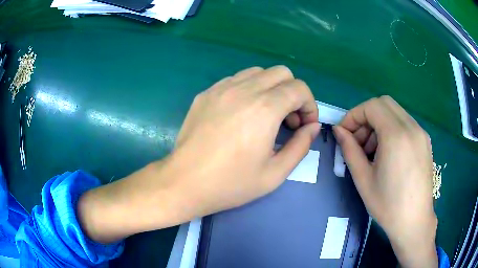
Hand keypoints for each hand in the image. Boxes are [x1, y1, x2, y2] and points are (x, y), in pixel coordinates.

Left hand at [171, 65, 319, 216]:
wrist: (184, 182)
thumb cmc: (230, 184)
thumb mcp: (275, 174)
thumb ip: (301, 147)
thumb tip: (312, 127)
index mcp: (264, 109)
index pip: (299, 88)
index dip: (309, 105)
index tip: (304, 125)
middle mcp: (244, 90)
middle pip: (281, 73)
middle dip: (293, 92)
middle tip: (287, 119)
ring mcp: (221, 88)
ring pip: (258, 72)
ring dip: (271, 88)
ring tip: (266, 114)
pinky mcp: (206, 93)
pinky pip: (236, 79)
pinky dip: (249, 89)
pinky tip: (242, 113)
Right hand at [333, 96, 437, 267]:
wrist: (414, 221)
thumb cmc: (388, 205)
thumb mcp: (363, 179)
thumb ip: (349, 150)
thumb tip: (338, 131)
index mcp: (396, 136)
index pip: (371, 106)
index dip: (354, 115)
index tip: (345, 133)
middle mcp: (411, 127)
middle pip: (383, 103)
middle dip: (366, 116)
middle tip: (359, 140)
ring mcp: (421, 132)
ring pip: (395, 112)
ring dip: (379, 122)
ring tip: (373, 150)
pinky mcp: (425, 140)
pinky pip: (405, 123)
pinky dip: (392, 128)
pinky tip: (388, 152)